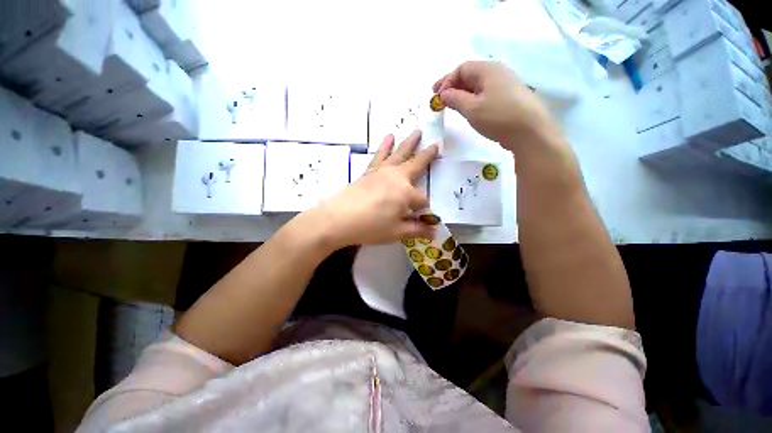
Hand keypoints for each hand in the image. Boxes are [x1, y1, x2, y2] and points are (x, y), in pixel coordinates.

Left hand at [309, 130, 438, 247]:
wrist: (338, 218)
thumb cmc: (370, 227)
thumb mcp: (397, 232)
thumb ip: (417, 230)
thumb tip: (434, 232)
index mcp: (407, 194)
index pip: (422, 201)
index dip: (424, 211)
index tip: (423, 219)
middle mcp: (397, 178)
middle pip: (416, 165)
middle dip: (427, 156)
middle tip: (436, 145)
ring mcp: (382, 172)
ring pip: (400, 154)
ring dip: (410, 143)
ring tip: (417, 131)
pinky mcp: (370, 171)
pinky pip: (380, 155)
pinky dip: (385, 146)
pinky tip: (389, 137)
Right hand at [433, 61, 560, 152]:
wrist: (530, 131)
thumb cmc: (498, 117)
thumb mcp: (471, 108)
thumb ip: (454, 99)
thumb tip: (443, 94)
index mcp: (487, 70)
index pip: (461, 69)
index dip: (446, 81)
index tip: (436, 97)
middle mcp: (497, 72)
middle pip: (469, 75)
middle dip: (452, 86)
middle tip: (439, 99)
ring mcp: (505, 84)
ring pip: (477, 85)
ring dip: (462, 93)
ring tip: (451, 105)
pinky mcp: (508, 97)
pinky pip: (485, 93)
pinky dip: (473, 99)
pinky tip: (469, 109)